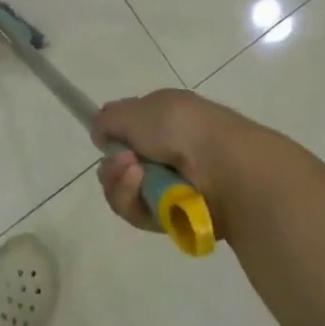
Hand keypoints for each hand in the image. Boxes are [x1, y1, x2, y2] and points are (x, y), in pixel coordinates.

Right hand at [94, 88, 259, 238]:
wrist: (224, 167)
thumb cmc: (181, 128)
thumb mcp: (137, 109)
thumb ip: (110, 119)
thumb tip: (100, 132)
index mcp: (164, 118)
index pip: (127, 129)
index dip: (112, 134)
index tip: (104, 139)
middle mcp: (167, 150)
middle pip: (119, 164)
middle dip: (112, 163)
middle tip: (123, 161)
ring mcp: (169, 184)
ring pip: (124, 190)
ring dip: (120, 182)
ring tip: (135, 173)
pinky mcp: (171, 216)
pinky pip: (136, 212)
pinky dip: (133, 199)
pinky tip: (142, 187)